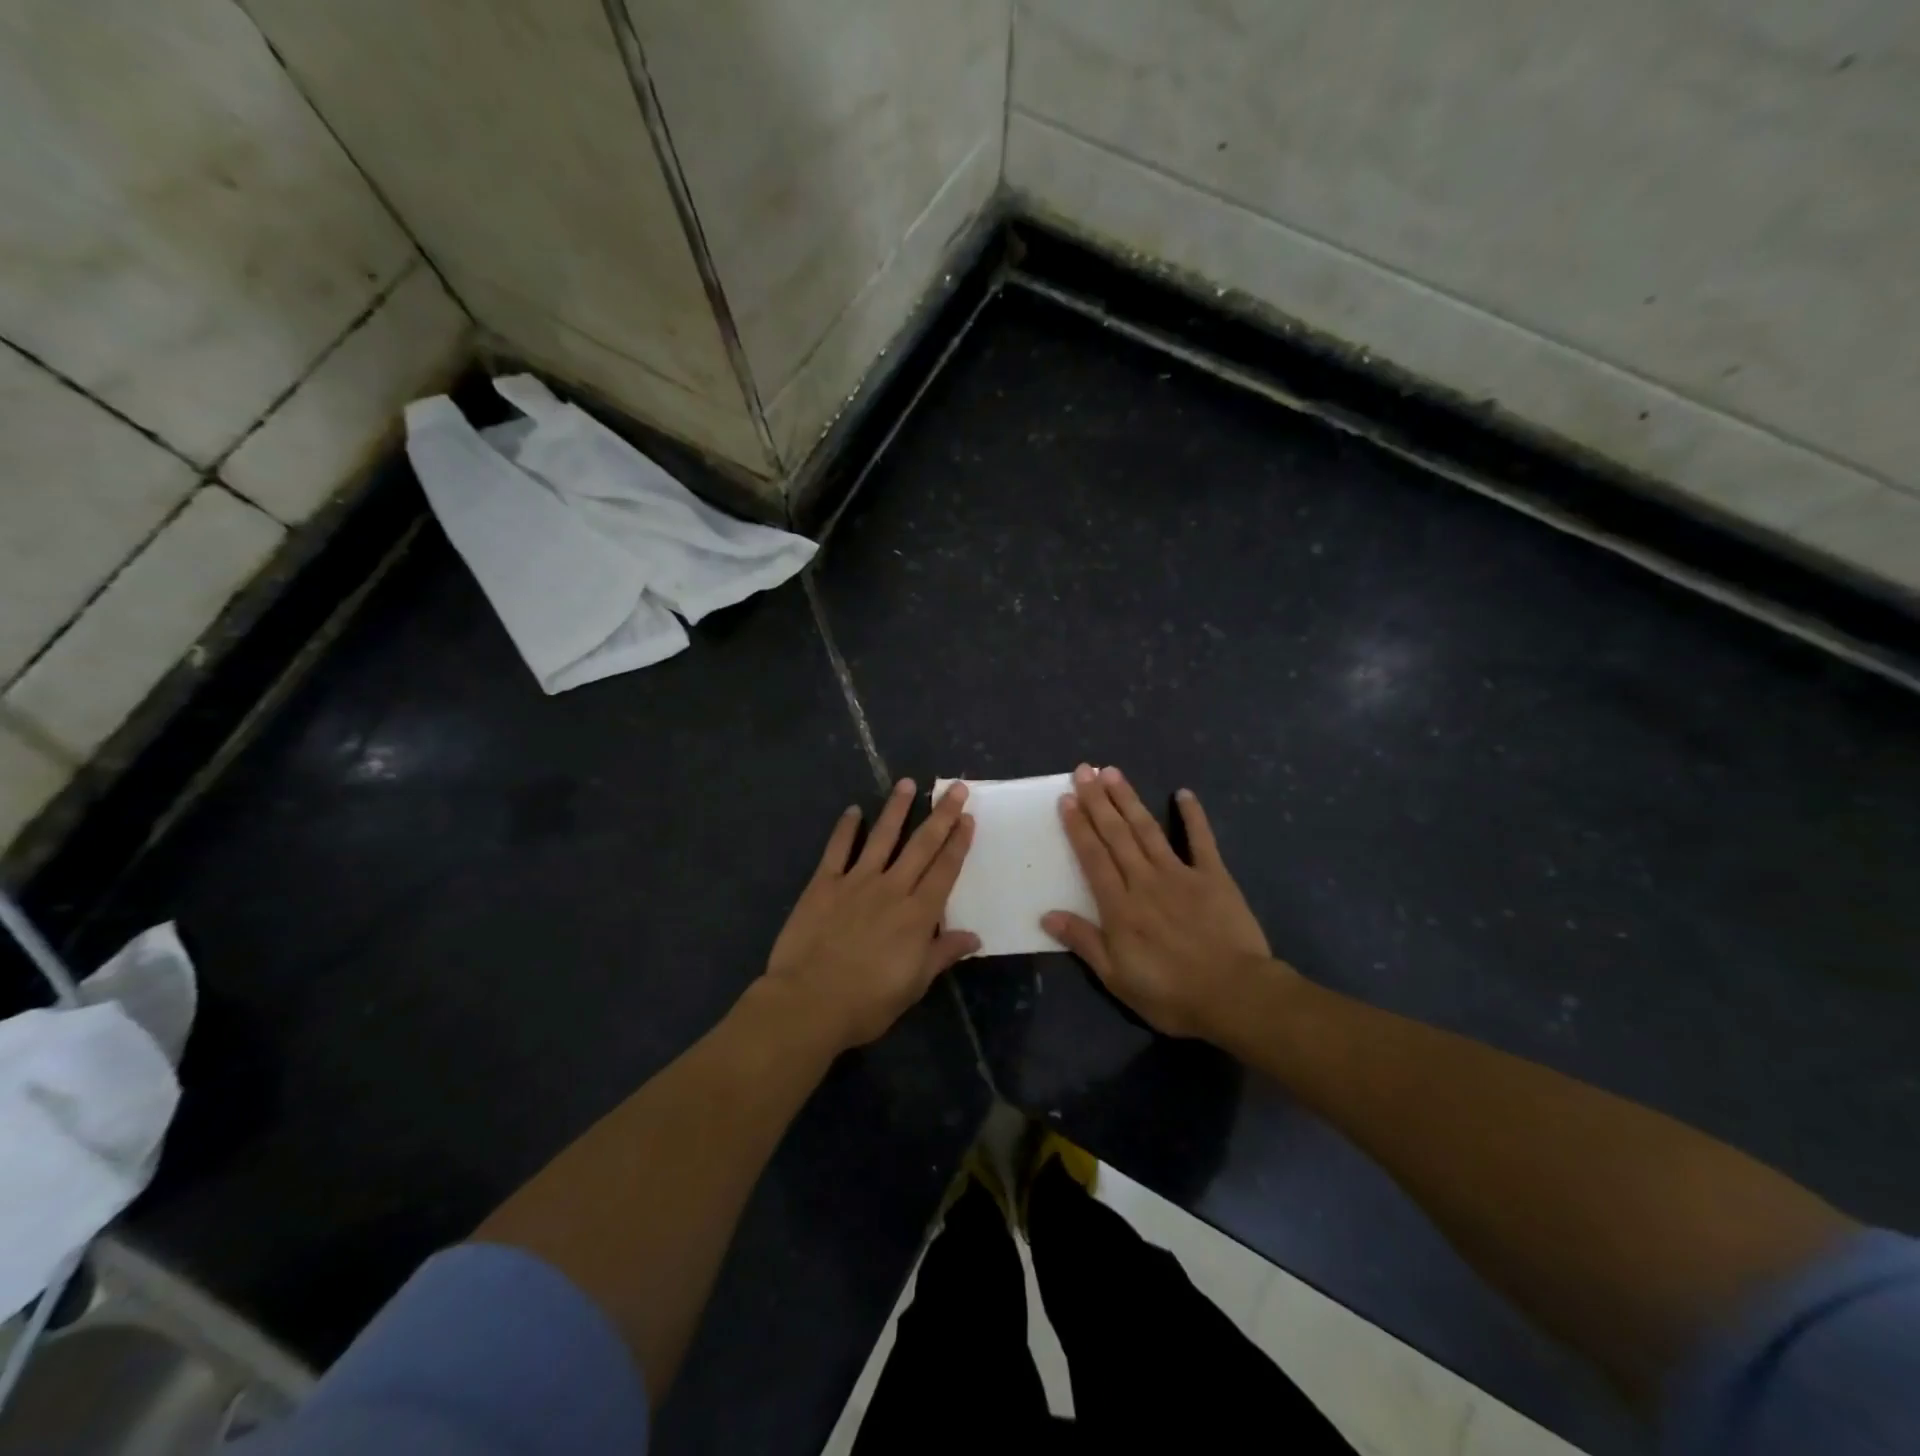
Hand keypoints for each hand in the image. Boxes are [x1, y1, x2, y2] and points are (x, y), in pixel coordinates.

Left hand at [764, 779, 978, 1051]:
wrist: (809, 1002)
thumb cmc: (867, 1001)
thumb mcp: (914, 984)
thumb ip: (942, 954)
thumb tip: (974, 937)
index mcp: (917, 914)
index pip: (945, 870)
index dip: (958, 843)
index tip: (968, 818)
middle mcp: (891, 889)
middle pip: (921, 846)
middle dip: (940, 816)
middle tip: (954, 788)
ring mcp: (856, 882)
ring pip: (882, 837)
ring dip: (896, 809)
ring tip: (907, 783)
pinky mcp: (823, 884)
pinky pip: (837, 849)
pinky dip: (845, 828)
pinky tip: (853, 810)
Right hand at [1042, 765, 1290, 1038]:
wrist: (1235, 995)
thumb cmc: (1171, 993)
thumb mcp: (1117, 978)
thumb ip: (1084, 942)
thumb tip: (1047, 915)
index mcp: (1120, 906)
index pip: (1093, 857)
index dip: (1078, 826)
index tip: (1067, 798)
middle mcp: (1145, 880)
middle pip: (1116, 834)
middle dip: (1098, 801)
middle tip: (1085, 770)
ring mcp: (1180, 874)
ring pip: (1148, 830)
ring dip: (1129, 800)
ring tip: (1113, 772)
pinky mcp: (1213, 876)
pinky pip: (1201, 840)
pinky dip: (1193, 816)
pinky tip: (1183, 793)